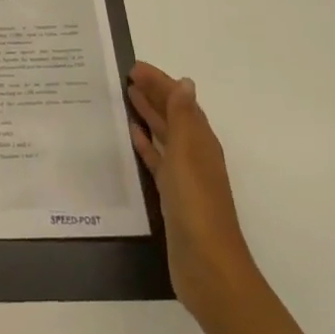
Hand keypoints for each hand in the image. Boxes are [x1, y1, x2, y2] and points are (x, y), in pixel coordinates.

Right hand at [127, 61, 254, 329]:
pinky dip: (146, 144)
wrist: (207, 267)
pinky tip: (133, 136)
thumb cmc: (197, 205)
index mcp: (201, 142)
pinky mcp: (172, 196)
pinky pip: (157, 160)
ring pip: (165, 135)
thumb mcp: (187, 154)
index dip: (161, 82)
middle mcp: (195, 154)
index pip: (180, 101)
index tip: (135, 66)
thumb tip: (186, 83)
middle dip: (154, 94)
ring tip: (127, 96)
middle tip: (126, 76)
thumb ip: (183, 118)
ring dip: (149, 115)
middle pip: (173, 116)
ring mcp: (184, 176)